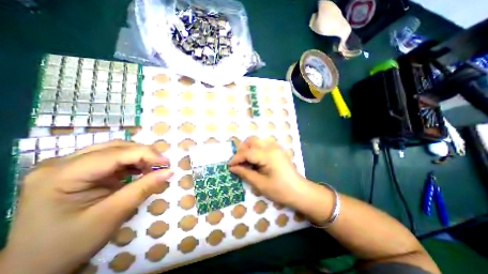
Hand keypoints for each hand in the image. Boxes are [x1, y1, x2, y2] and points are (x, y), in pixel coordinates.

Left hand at [0, 141, 172, 273]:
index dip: (146, 154)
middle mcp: (62, 163)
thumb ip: (144, 188)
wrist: (34, 267)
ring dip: (138, 157)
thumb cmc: (71, 244)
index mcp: (62, 175)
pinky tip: (140, 170)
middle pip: (115, 147)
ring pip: (115, 150)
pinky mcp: (78, 171)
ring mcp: (68, 166)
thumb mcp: (113, 214)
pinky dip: (131, 163)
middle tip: (162, 165)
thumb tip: (169, 171)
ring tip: (153, 168)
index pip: (115, 153)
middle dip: (144, 154)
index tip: (167, 163)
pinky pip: (112, 159)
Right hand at [228, 137, 303, 207]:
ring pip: (257, 140)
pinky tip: (254, 158)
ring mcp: (276, 146)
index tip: (229, 166)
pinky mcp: (277, 149)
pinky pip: (262, 143)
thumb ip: (245, 173)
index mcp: (268, 155)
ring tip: (244, 160)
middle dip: (241, 150)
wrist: (299, 191)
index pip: (247, 152)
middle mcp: (272, 146)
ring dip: (248, 148)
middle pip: (251, 141)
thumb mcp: (260, 184)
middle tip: (237, 162)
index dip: (236, 158)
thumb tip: (232, 168)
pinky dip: (255, 148)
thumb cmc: (280, 190)